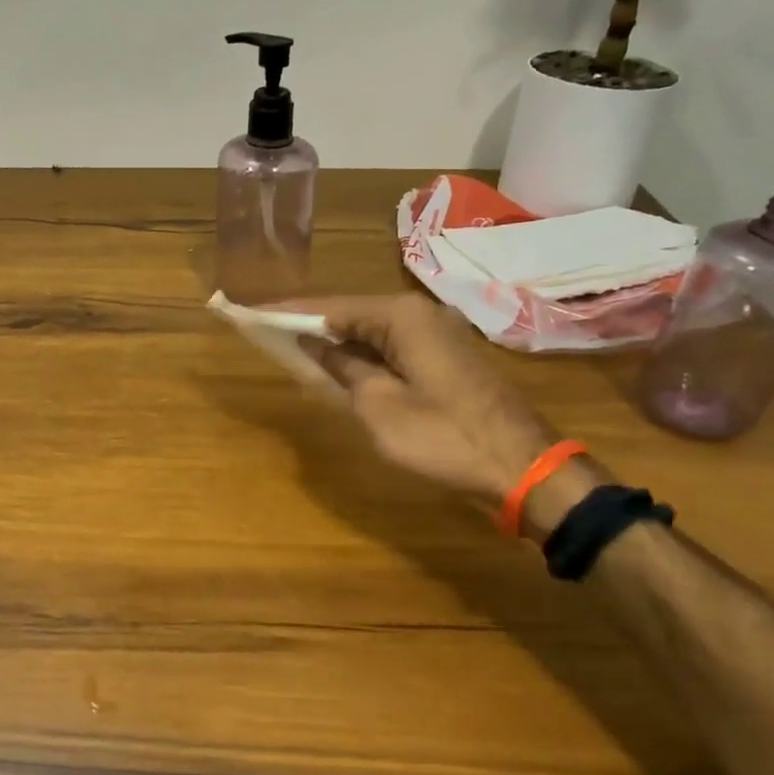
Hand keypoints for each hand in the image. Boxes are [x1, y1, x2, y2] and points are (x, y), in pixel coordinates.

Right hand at [287, 293, 557, 504]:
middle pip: (352, 314)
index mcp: (402, 316)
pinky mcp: (446, 357)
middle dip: (311, 324)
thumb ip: (343, 369)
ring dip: (337, 342)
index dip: (289, 313)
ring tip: (293, 347)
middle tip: (268, 332)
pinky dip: (364, 356)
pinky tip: (340, 367)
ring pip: (373, 331)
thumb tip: (315, 343)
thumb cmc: (444, 437)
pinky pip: (393, 347)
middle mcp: (420, 313)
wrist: (521, 467)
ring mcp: (438, 334)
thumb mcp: (380, 407)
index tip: (251, 314)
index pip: (331, 307)